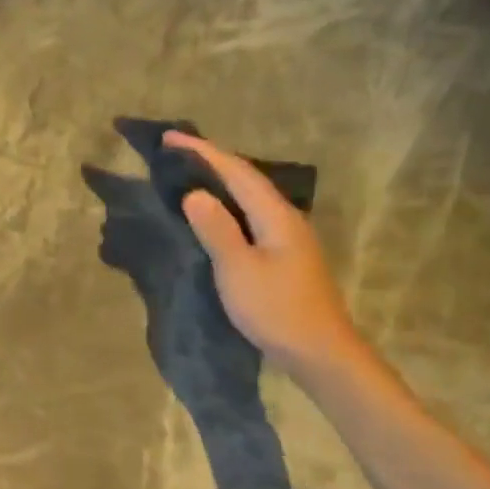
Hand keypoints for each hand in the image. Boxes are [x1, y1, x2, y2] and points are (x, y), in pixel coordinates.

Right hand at [165, 132, 366, 379]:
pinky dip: (226, 206)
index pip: (236, 172)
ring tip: (189, 175)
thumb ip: (216, 230)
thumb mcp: (238, 270)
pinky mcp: (282, 255)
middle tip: (176, 152)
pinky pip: (249, 217)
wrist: (318, 351)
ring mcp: (287, 238)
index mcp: (276, 216)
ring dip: (219, 182)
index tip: (171, 137)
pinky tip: (213, 214)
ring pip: (248, 197)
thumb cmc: (276, 310)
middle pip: (246, 179)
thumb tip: (194, 194)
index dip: (203, 151)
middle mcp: (285, 218)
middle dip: (211, 161)